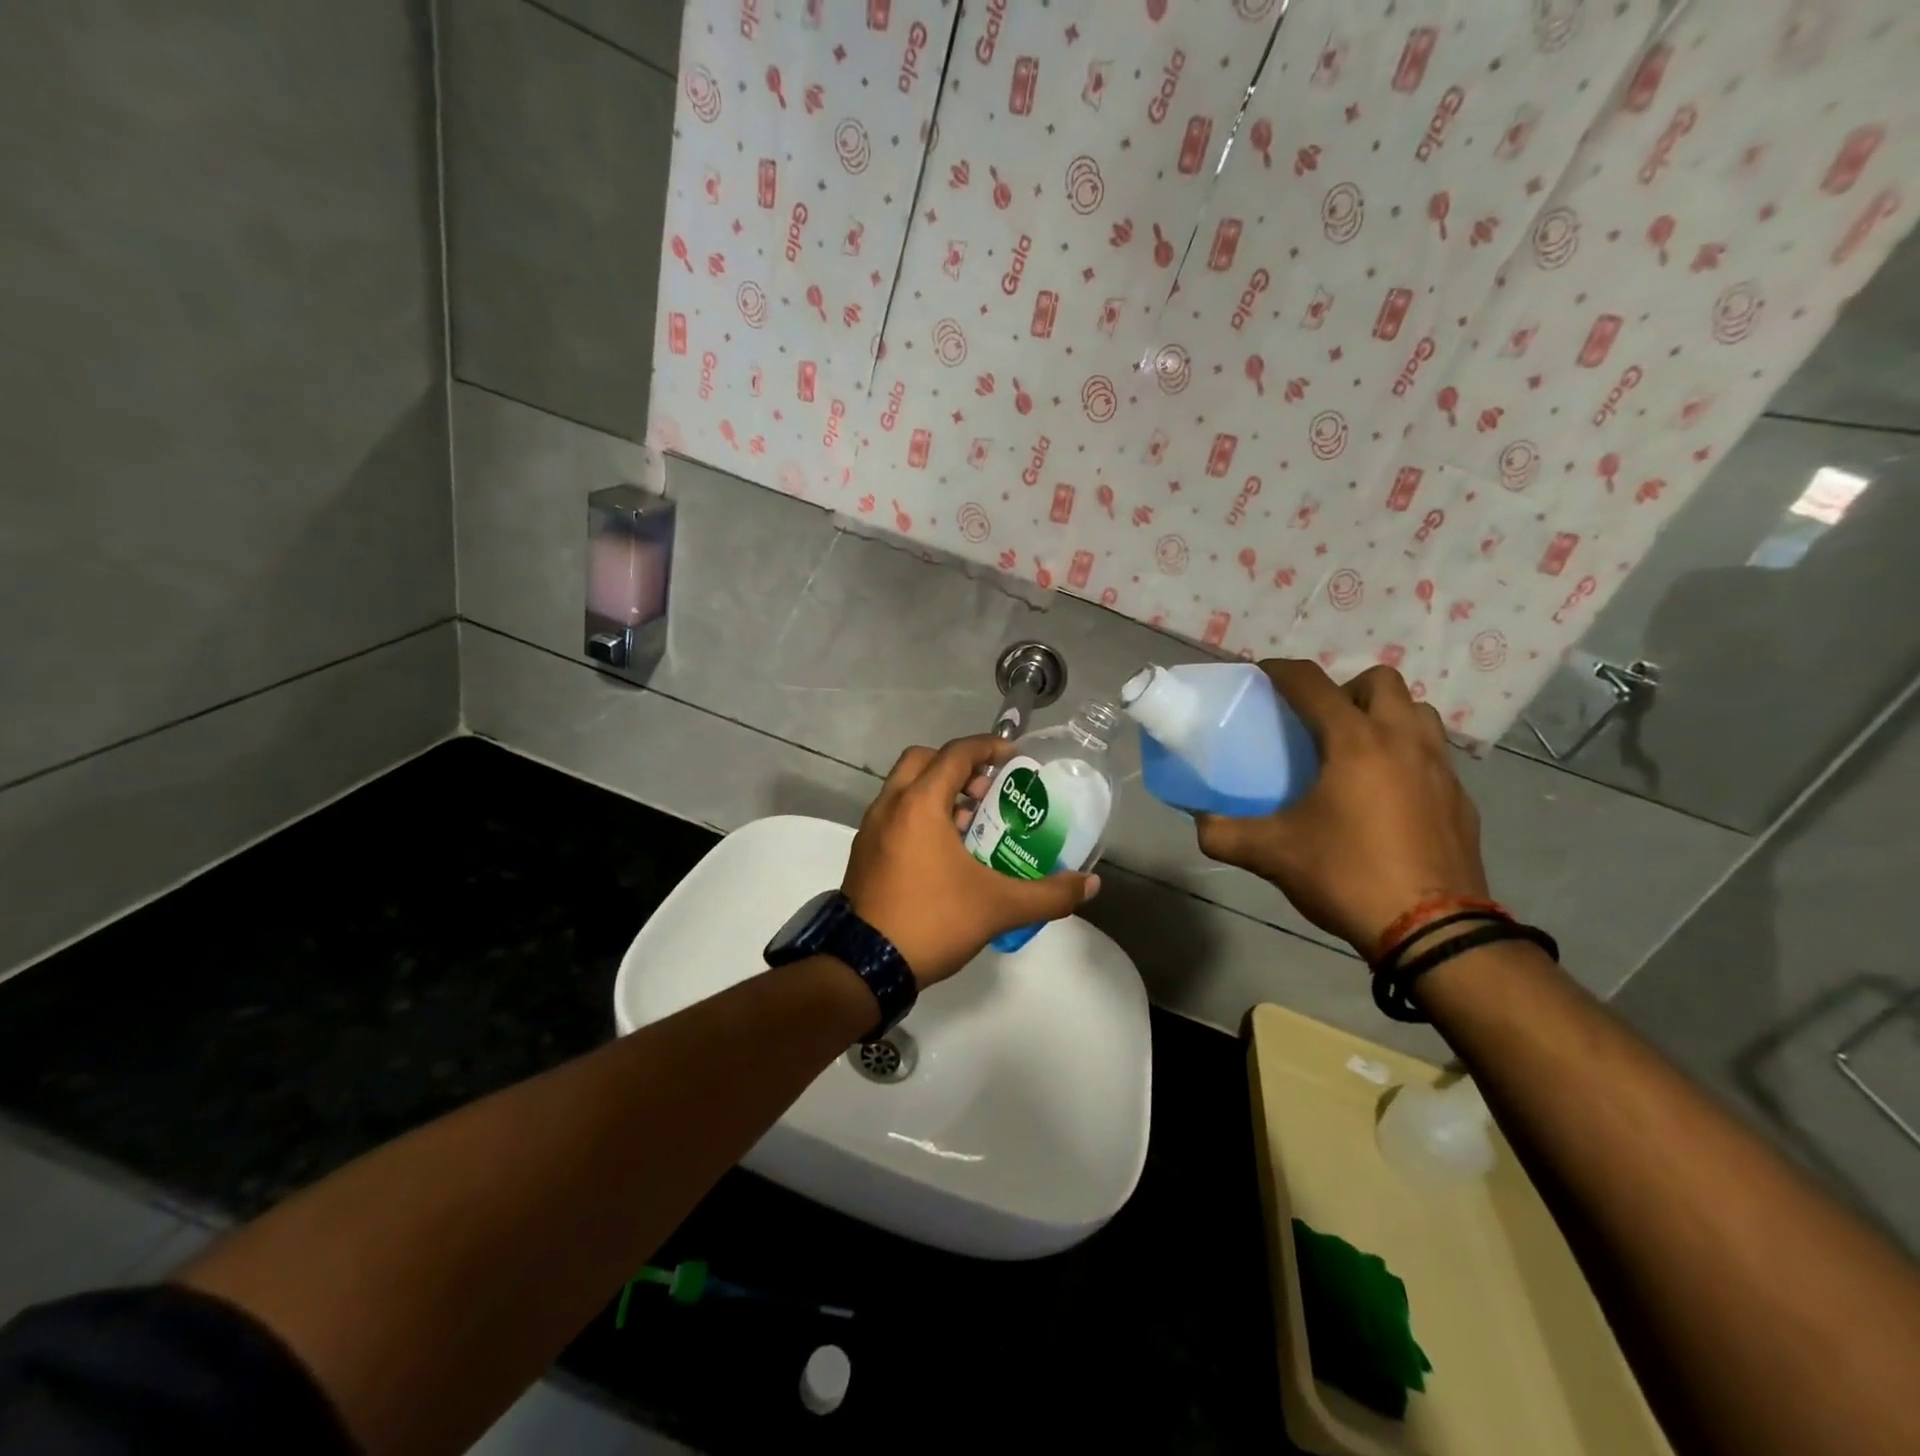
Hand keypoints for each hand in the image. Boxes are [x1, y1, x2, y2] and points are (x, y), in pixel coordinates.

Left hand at [844, 734, 1101, 987]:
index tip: (1014, 757)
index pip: (955, 753)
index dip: (988, 747)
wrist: (865, 967)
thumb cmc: (932, 921)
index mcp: (919, 805)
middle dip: (958, 766)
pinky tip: (946, 854)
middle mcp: (890, 806)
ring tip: (972, 824)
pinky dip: (921, 816)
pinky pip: (895, 815)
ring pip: (906, 789)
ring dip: (939, 793)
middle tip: (988, 790)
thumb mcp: (998, 908)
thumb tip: (1089, 885)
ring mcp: (871, 830)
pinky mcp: (865, 853)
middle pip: (923, 761)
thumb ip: (1048, 895)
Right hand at [1194, 660, 1487, 956]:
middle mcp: (1403, 741)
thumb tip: (1199, 821)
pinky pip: (1433, 754)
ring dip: (1385, 716)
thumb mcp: (1272, 855)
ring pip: (1416, 712)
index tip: (1261, 674)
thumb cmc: (1347, 876)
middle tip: (1318, 722)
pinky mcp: (1461, 799)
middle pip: (1379, 681)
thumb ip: (1224, 834)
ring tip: (1356, 750)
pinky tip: (1386, 794)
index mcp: (1355, 742)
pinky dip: (1407, 755)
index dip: (1281, 671)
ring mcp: (1440, 768)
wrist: (1432, 932)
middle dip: (1345, 688)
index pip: (1313, 684)